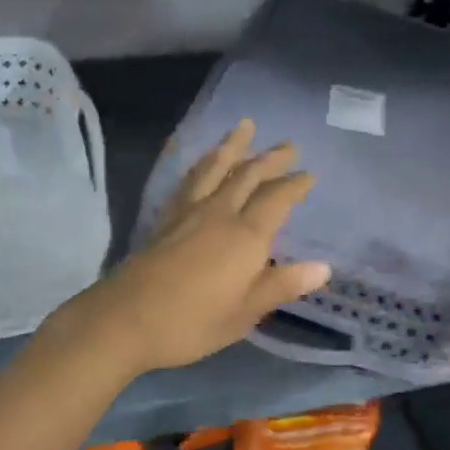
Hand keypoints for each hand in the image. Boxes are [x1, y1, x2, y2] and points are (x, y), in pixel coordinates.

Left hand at [51, 119, 330, 375]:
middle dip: (270, 159)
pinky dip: (201, 165)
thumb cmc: (192, 323)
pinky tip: (202, 164)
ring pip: (214, 169)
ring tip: (243, 127)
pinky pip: (188, 181)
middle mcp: (219, 214)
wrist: (125, 319)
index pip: (277, 200)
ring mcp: (187, 214)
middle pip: (247, 176)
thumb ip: (281, 285)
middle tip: (288, 144)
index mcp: (245, 237)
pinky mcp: (164, 220)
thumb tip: (323, 267)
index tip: (309, 174)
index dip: (294, 185)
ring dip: (232, 147)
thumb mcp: (244, 313)